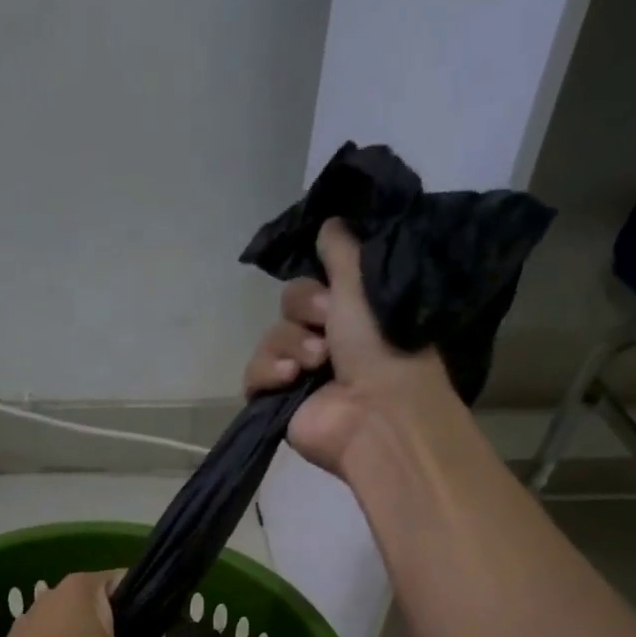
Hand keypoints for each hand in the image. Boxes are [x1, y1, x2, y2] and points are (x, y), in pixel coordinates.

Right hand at [243, 219, 458, 475]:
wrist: (376, 414)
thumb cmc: (382, 346)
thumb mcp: (365, 283)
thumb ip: (344, 250)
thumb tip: (330, 221)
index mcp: (352, 316)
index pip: (313, 285)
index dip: (316, 287)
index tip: (332, 293)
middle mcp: (327, 343)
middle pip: (288, 308)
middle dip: (304, 312)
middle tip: (328, 327)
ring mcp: (300, 375)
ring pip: (270, 338)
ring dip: (290, 344)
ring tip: (315, 364)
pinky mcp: (277, 402)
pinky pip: (253, 374)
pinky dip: (266, 372)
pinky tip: (288, 380)